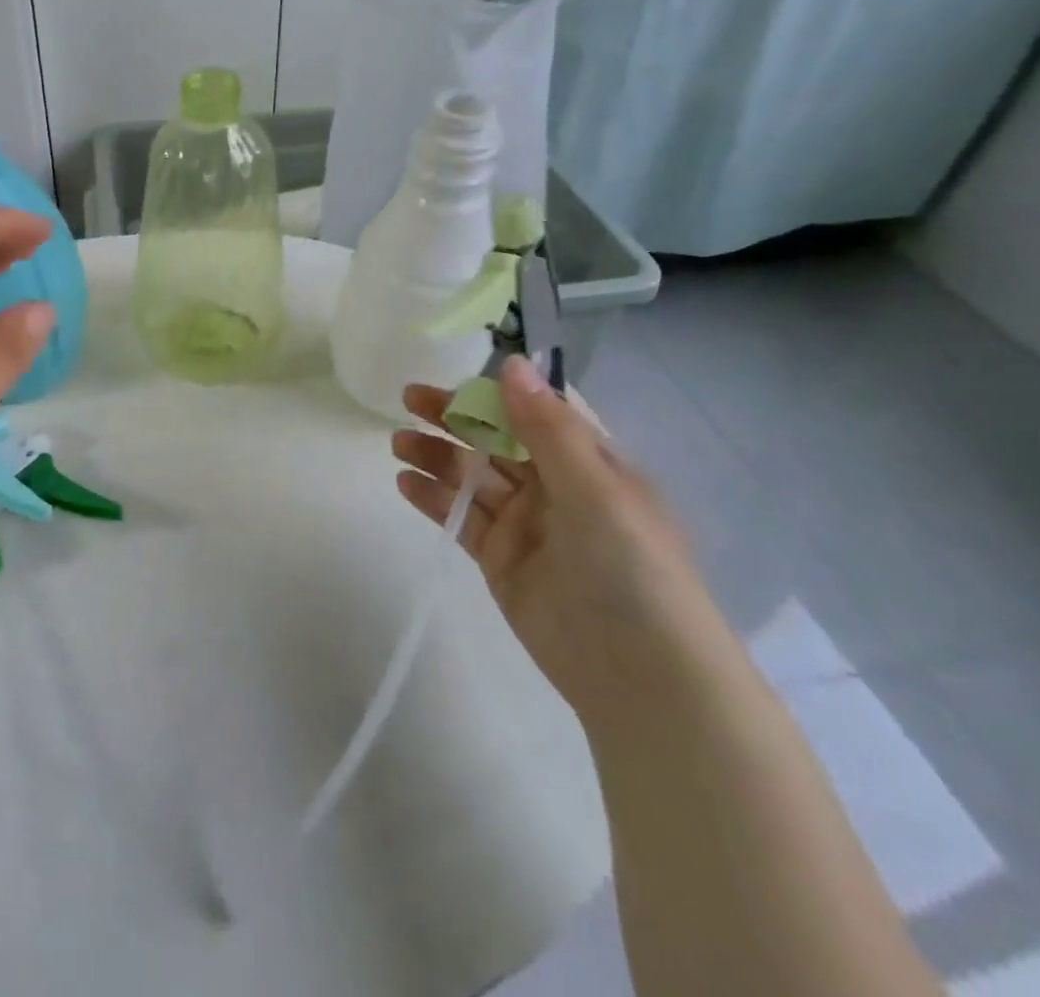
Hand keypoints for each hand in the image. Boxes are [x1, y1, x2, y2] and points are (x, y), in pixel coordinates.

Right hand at [391, 357, 723, 726]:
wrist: (642, 677)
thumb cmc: (631, 568)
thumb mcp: (594, 488)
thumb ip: (546, 427)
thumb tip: (512, 362)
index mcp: (589, 462)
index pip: (534, 412)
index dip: (494, 393)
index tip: (454, 379)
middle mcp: (556, 487)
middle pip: (495, 439)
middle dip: (454, 418)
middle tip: (408, 399)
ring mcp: (525, 524)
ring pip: (472, 476)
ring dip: (436, 455)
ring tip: (397, 442)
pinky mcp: (500, 559)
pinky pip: (461, 517)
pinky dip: (432, 498)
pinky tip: (404, 482)